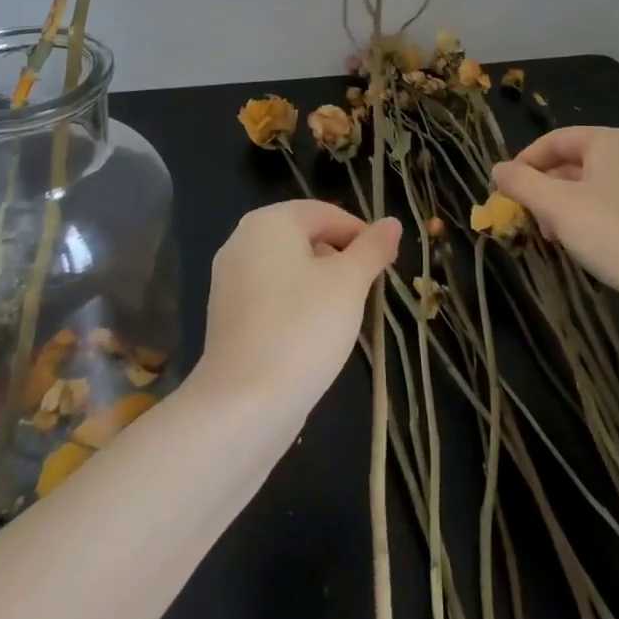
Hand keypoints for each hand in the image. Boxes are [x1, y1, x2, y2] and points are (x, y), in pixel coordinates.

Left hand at [194, 200, 400, 421]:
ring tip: (343, 317)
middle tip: (367, 293)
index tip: (386, 266)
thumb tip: (391, 223)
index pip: (326, 213)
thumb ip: (372, 248)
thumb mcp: (349, 283)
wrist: (243, 404)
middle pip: (305, 238)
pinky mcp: (226, 315)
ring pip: (289, 269)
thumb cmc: (303, 329)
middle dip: (340, 260)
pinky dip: (296, 306)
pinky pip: (271, 296)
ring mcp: (229, 279)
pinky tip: (312, 337)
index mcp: (269, 222)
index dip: (362, 235)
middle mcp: (242, 240)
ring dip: (320, 285)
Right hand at [493, 127, 618, 314]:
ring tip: (552, 237)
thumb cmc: (615, 236)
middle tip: (526, 218)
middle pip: (571, 162)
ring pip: (590, 186)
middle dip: (544, 189)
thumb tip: (498, 169)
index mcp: (609, 141)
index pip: (553, 140)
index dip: (523, 163)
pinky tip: (582, 246)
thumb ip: (522, 183)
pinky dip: (588, 218)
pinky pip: (610, 204)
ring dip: (563, 207)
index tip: (504, 192)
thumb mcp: (557, 207)